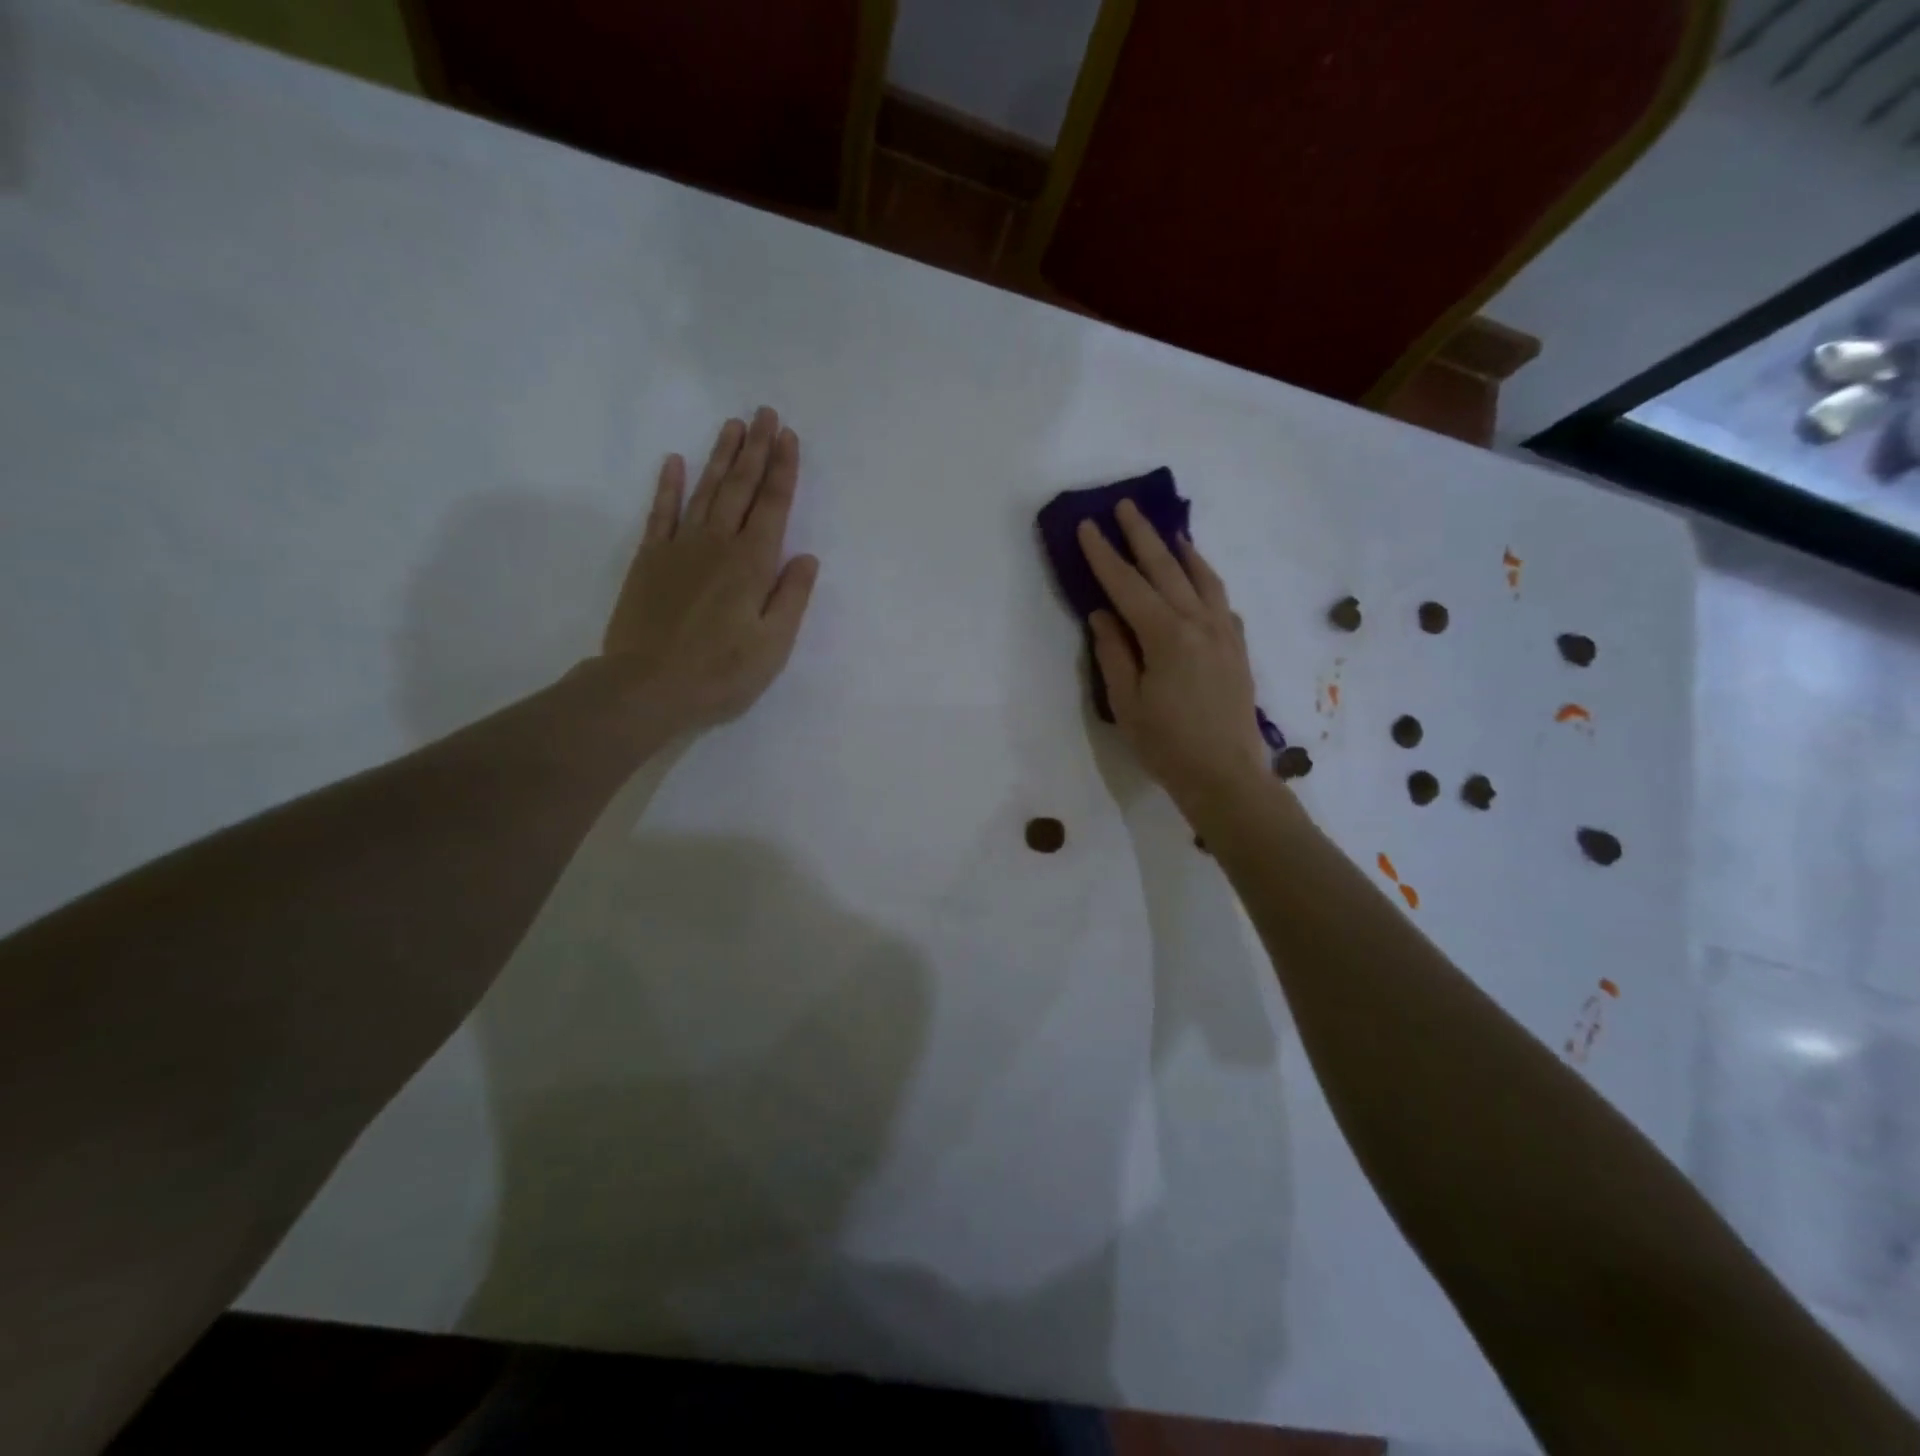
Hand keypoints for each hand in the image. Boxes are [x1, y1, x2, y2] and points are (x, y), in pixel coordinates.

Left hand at [599, 408, 819, 735]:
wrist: (646, 687)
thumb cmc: (720, 673)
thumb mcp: (773, 646)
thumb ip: (792, 598)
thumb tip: (807, 558)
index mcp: (752, 565)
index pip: (773, 506)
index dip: (783, 470)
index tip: (788, 436)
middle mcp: (717, 545)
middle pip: (740, 488)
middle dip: (756, 449)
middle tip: (765, 413)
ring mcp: (679, 548)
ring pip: (705, 491)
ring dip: (721, 457)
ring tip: (733, 426)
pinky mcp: (649, 560)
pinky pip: (661, 513)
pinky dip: (669, 486)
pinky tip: (676, 462)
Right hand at [1078, 502, 1269, 817]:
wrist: (1226, 775)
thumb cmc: (1167, 745)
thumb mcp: (1127, 703)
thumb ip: (1114, 653)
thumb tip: (1102, 614)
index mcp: (1166, 635)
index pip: (1127, 585)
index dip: (1104, 555)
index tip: (1088, 527)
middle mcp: (1199, 622)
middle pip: (1166, 569)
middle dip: (1142, 536)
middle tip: (1126, 506)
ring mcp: (1224, 632)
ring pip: (1201, 577)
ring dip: (1181, 550)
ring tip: (1167, 530)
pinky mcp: (1237, 646)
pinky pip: (1220, 598)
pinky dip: (1205, 578)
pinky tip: (1198, 576)